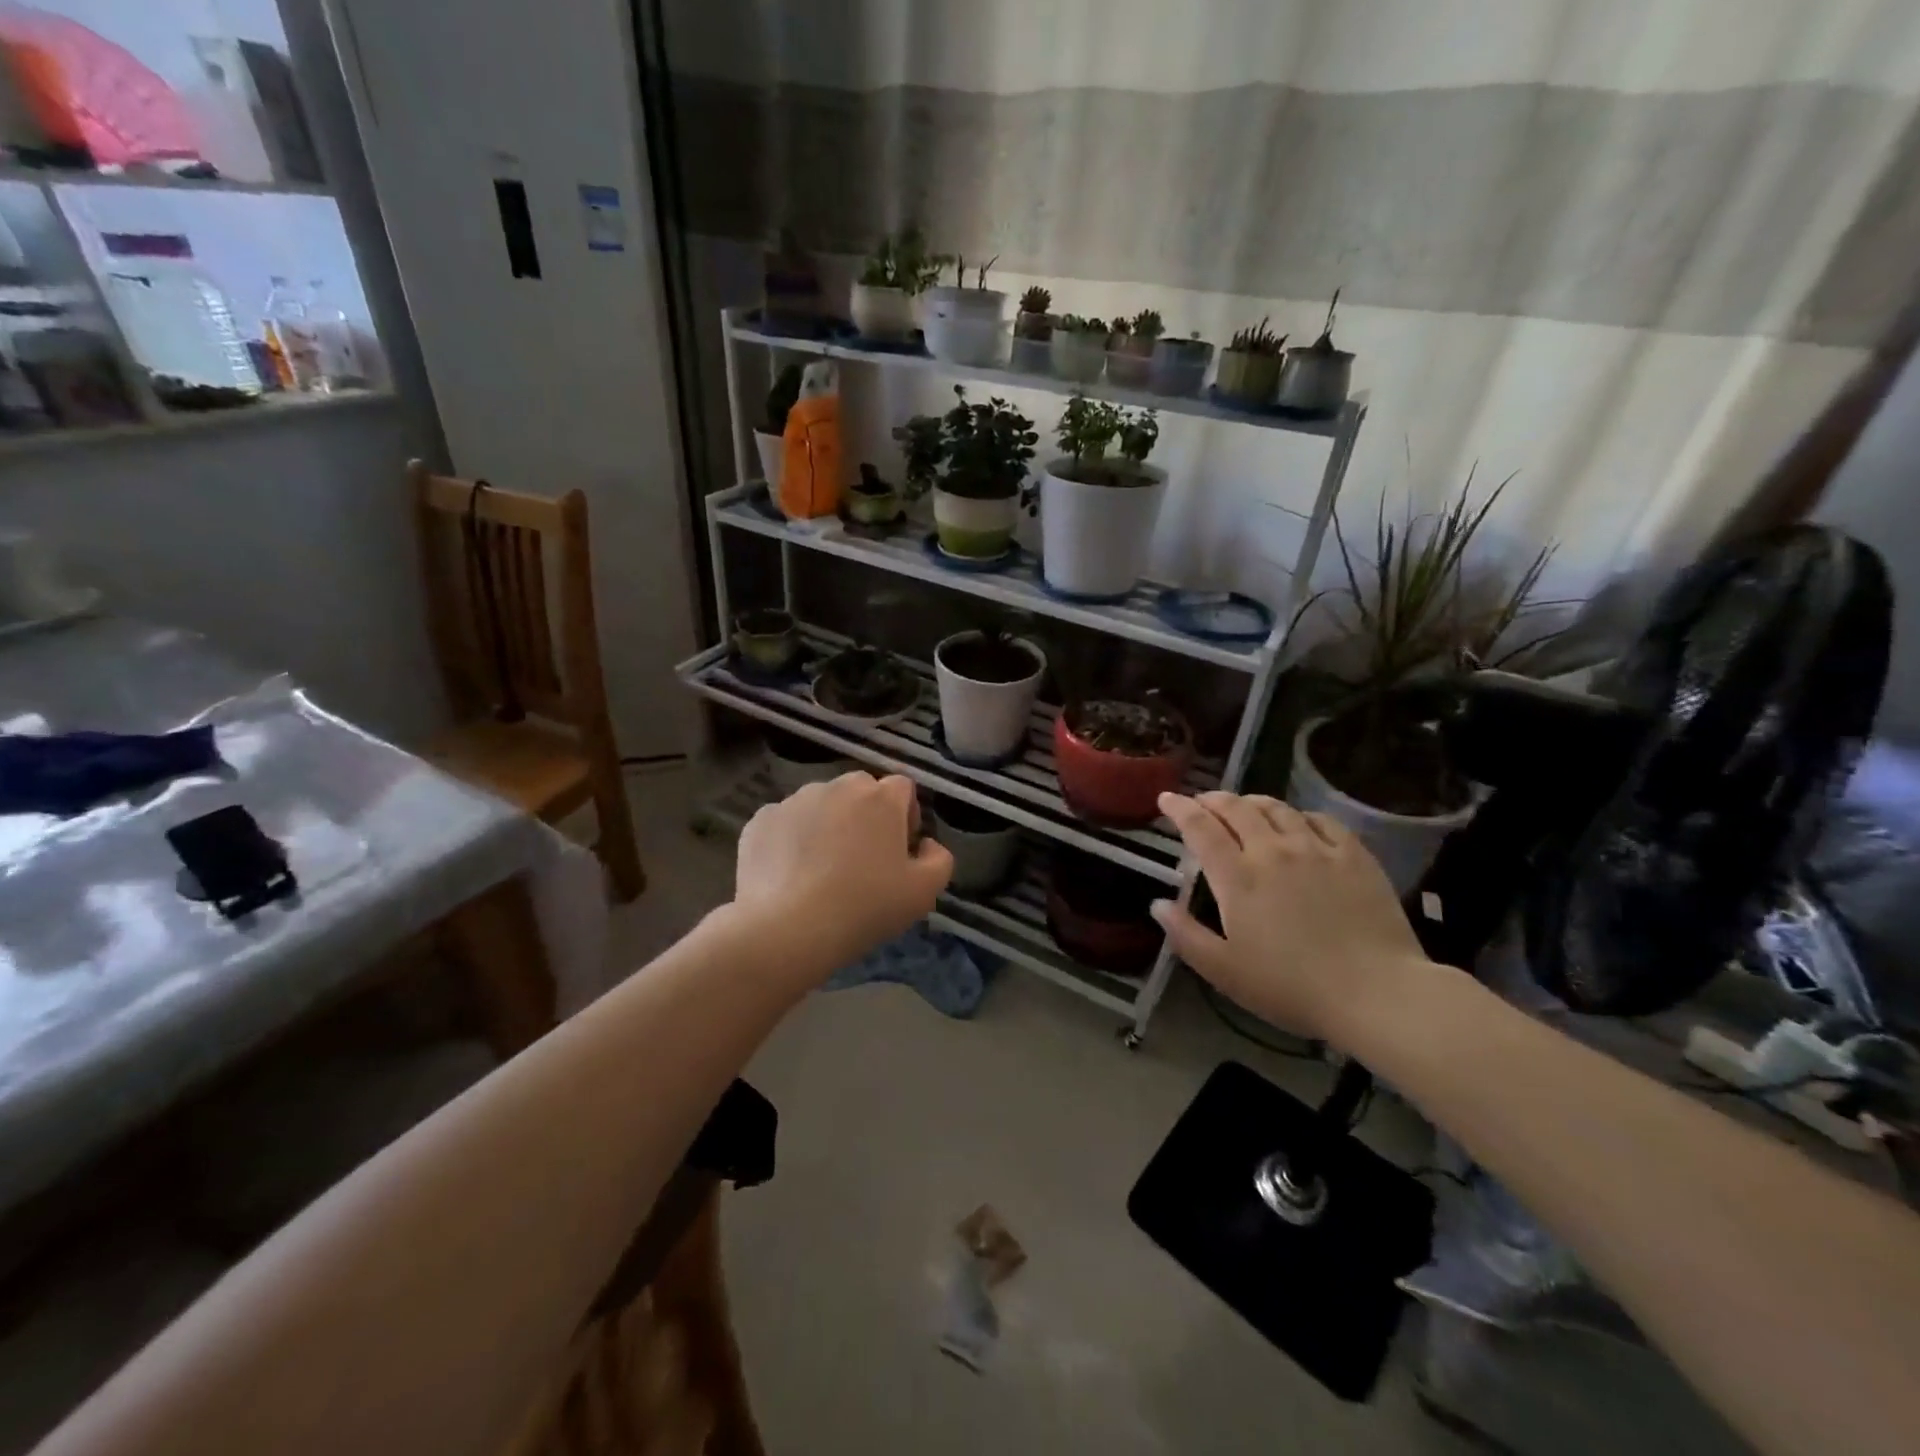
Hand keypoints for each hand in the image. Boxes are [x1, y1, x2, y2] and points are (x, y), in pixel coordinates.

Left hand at [730, 771, 952, 974]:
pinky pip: (785, 822)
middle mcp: (838, 787)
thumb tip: (926, 844)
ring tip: (821, 869)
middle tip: (862, 860)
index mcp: (880, 798)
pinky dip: (791, 839)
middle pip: (860, 791)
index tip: (899, 849)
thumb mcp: (923, 893)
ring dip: (828, 825)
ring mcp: (795, 800)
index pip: (903, 787)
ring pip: (821, 804)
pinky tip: (790, 874)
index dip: (906, 815)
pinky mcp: (761, 819)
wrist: (787, 928)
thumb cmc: (864, 907)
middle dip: (866, 816)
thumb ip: (939, 860)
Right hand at [1152, 791, 1430, 1045]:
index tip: (1166, 799)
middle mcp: (1272, 851)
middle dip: (1212, 799)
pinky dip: (1298, 814)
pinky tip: (1297, 823)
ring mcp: (1316, 849)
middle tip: (1201, 802)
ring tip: (1243, 806)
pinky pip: (1320, 819)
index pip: (1200, 827)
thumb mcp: (1225, 972)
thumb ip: (1186, 936)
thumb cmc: (1291, 987)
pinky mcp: (1354, 855)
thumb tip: (1157, 905)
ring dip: (1251, 802)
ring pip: (1277, 808)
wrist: (1377, 993)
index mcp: (1237, 877)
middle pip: (1236, 808)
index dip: (1179, 808)